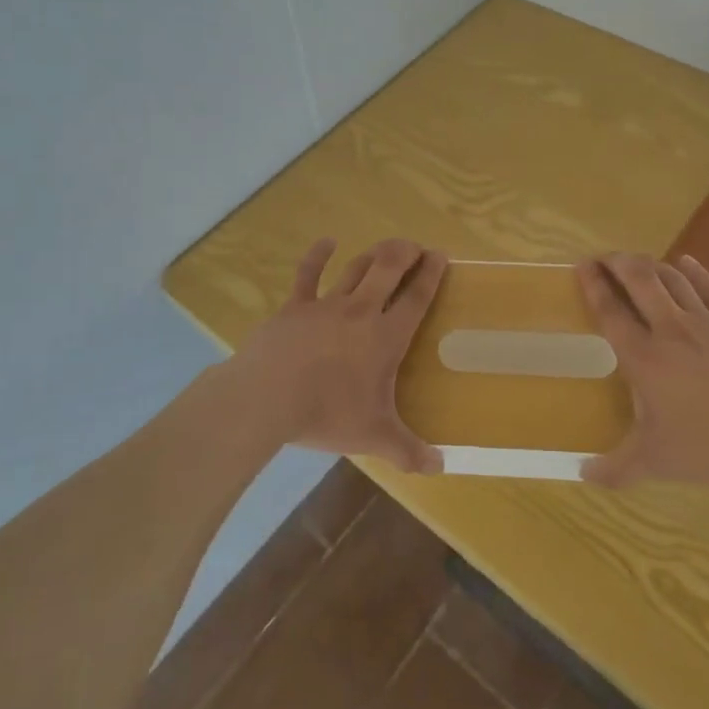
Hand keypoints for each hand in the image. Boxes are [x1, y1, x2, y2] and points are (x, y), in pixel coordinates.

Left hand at [228, 238, 446, 473]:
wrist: (268, 398)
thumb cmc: (327, 414)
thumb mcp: (374, 437)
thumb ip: (409, 452)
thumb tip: (440, 467)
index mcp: (386, 338)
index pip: (416, 298)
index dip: (431, 274)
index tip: (440, 255)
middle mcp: (361, 312)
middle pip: (388, 270)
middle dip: (405, 253)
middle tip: (415, 246)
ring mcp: (326, 305)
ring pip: (355, 269)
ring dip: (373, 255)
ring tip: (385, 248)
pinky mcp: (294, 307)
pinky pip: (308, 274)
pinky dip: (317, 255)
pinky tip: (326, 241)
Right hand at [576, 252, 708, 488]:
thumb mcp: (657, 462)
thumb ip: (616, 468)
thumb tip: (582, 475)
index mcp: (644, 358)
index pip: (611, 312)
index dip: (593, 285)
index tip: (581, 266)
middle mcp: (671, 330)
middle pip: (640, 280)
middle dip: (618, 262)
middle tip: (604, 258)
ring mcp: (708, 323)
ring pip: (673, 279)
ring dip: (650, 265)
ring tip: (636, 262)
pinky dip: (694, 271)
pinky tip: (686, 261)